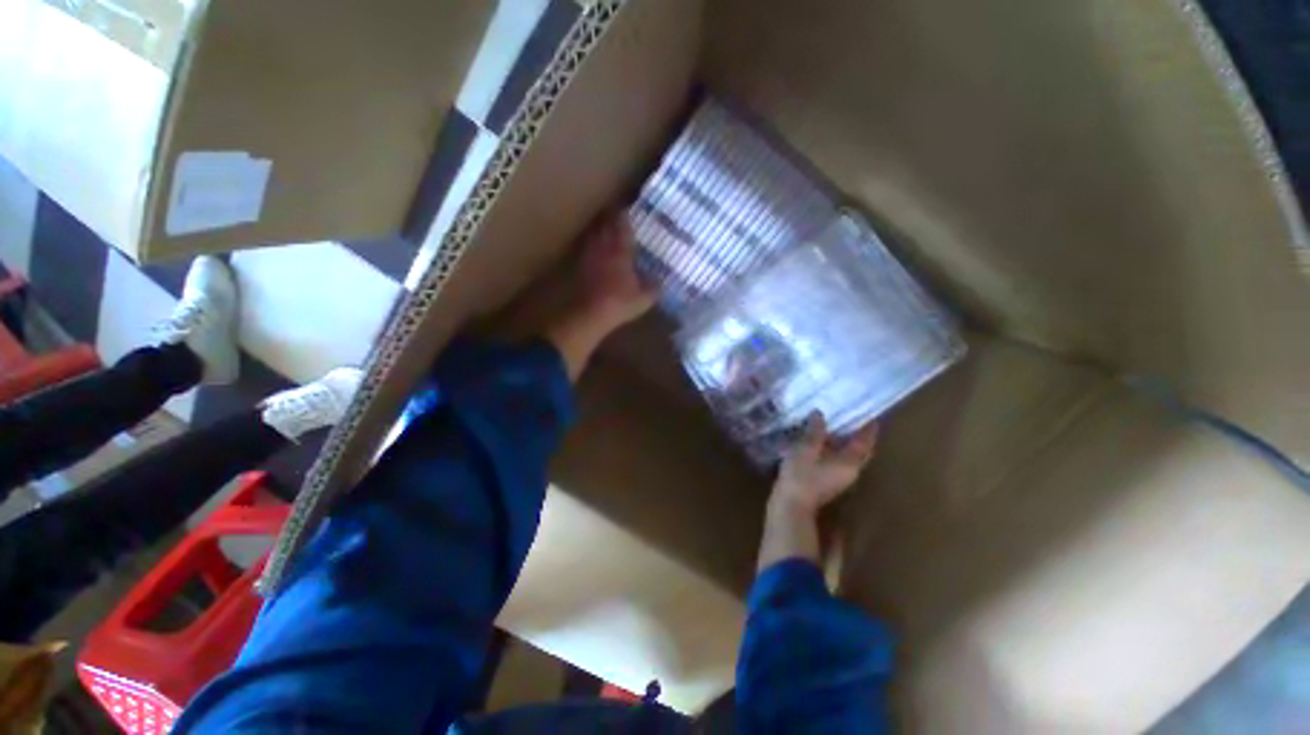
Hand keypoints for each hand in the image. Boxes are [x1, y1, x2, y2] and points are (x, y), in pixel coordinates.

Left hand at [576, 212, 656, 333]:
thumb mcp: (644, 298)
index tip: (627, 208)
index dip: (624, 215)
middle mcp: (604, 248)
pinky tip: (597, 251)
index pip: (622, 225)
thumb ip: (654, 287)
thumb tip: (662, 281)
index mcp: (620, 251)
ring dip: (600, 229)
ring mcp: (590, 256)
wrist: (590, 313)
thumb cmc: (620, 302)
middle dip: (610, 218)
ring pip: (594, 235)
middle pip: (605, 225)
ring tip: (606, 228)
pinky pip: (587, 249)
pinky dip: (593, 246)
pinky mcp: (581, 267)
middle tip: (617, 214)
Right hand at [771, 412, 878, 517]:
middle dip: (859, 435)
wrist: (791, 506)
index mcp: (850, 462)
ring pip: (849, 457)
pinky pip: (838, 461)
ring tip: (835, 425)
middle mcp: (850, 471)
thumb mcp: (806, 448)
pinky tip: (821, 442)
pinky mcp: (828, 482)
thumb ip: (815, 430)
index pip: (865, 442)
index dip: (868, 427)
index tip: (869, 413)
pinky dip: (835, 450)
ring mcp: (840, 478)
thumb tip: (819, 413)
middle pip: (861, 451)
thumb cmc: (801, 476)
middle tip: (854, 418)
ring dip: (846, 442)